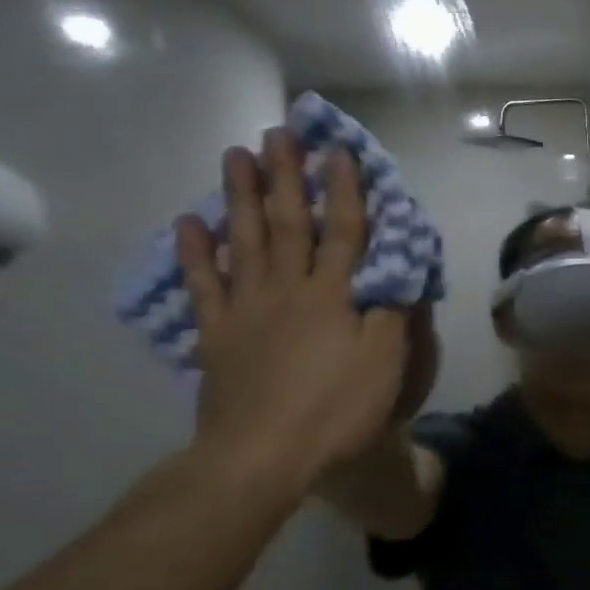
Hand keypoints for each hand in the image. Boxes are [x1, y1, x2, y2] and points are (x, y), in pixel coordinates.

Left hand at [176, 129, 413, 492]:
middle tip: (279, 133)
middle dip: (287, 177)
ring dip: (241, 196)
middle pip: (289, 224)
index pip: (345, 232)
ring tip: (236, 156)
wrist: (260, 456)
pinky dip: (195, 252)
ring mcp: (246, 309)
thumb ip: (391, 312)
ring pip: (244, 241)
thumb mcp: (384, 363)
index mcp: (332, 296)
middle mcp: (287, 289)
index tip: (340, 151)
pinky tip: (189, 222)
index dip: (345, 191)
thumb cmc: (334, 409)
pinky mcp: (216, 335)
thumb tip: (400, 271)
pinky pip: (204, 285)